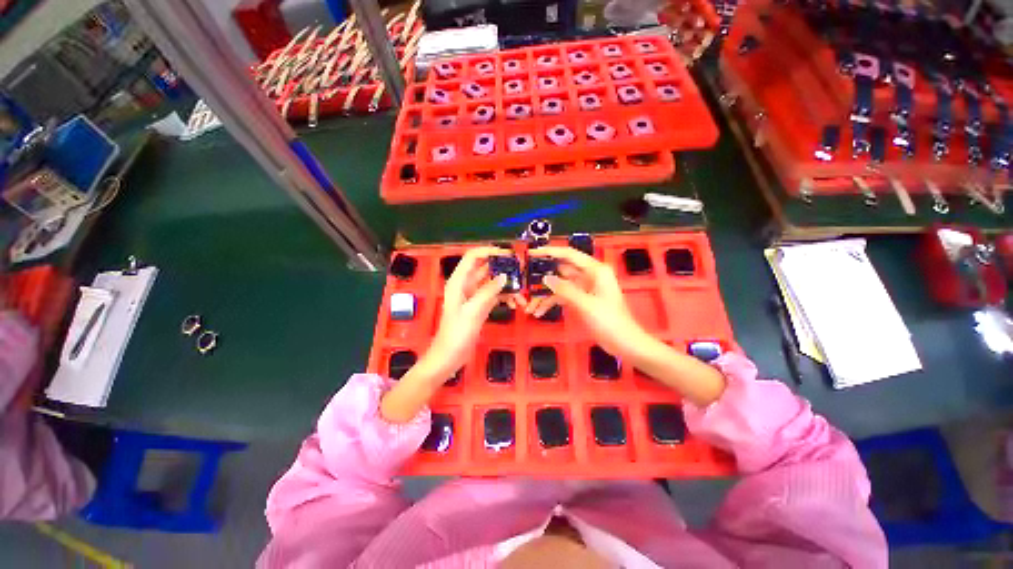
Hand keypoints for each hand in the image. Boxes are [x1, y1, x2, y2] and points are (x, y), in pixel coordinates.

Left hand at [381, 246, 523, 422]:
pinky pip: (495, 295)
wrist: (450, 357)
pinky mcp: (481, 306)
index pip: (473, 256)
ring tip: (522, 292)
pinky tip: (516, 304)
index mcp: (459, 281)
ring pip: (493, 282)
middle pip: (486, 267)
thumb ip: (488, 291)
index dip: (489, 251)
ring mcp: (475, 296)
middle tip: (522, 271)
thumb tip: (505, 276)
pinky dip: (505, 297)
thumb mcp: (472, 311)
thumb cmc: (456, 333)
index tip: (508, 254)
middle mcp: (466, 285)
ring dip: (507, 285)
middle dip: (503, 268)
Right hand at [525, 246, 651, 360]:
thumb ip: (564, 289)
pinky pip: (563, 297)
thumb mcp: (585, 304)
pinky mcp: (582, 299)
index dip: (550, 252)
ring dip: (545, 295)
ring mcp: (585, 288)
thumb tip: (546, 278)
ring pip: (560, 285)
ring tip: (529, 306)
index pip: (569, 254)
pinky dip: (551, 302)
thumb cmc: (609, 321)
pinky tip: (539, 312)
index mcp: (595, 270)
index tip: (532, 253)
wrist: (625, 343)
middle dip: (543, 277)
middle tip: (525, 282)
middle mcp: (589, 276)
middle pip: (561, 270)